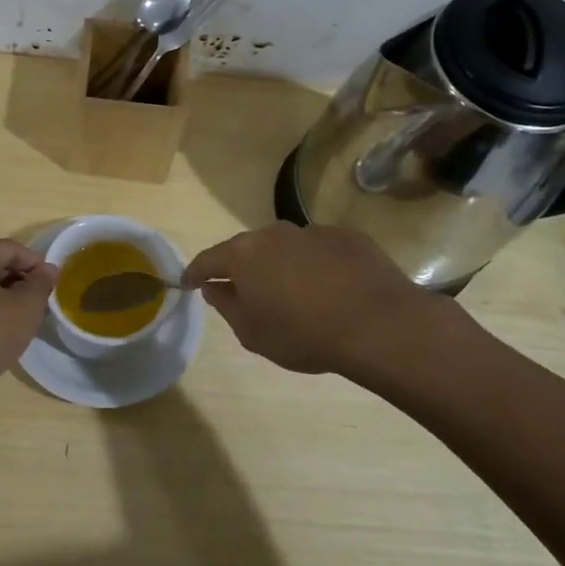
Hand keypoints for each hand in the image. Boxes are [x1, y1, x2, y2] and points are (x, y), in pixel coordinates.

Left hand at [0, 240, 58, 398]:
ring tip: (24, 321)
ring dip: (7, 298)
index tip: (53, 285)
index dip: (36, 264)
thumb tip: (49, 269)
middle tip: (41, 305)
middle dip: (22, 282)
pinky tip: (1, 332)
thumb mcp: (24, 308)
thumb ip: (41, 284)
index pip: (11, 249)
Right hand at [181, 222, 471, 384]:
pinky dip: (317, 266)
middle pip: (248, 249)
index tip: (187, 282)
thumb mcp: (253, 333)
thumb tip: (215, 287)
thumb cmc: (303, 333)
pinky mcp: (347, 237)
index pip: (208, 260)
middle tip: (245, 292)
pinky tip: (331, 289)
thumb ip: (227, 306)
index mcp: (243, 254)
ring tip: (294, 294)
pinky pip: (320, 251)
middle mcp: (273, 233)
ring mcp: (312, 231)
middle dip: (242, 268)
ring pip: (286, 248)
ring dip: (282, 266)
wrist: (377, 323)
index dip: (195, 272)